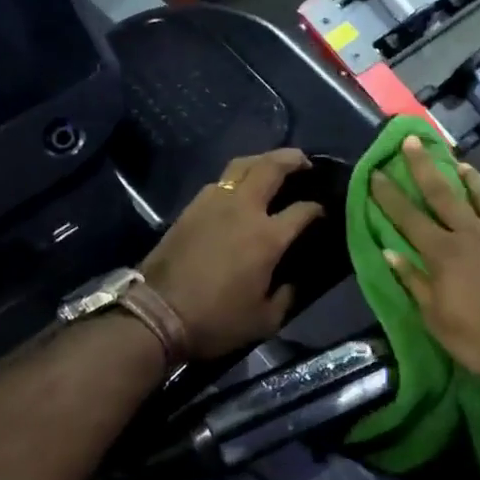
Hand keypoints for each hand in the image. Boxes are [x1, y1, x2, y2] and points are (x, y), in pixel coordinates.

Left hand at [139, 148, 325, 360]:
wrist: (157, 314)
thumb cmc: (216, 320)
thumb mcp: (264, 320)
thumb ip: (286, 296)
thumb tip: (293, 281)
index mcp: (267, 236)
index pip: (303, 209)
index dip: (317, 208)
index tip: (323, 212)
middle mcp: (243, 209)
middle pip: (271, 167)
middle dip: (293, 159)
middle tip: (304, 161)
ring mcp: (214, 203)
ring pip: (242, 166)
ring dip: (262, 161)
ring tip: (271, 166)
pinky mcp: (191, 208)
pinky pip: (220, 181)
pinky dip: (236, 178)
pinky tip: (239, 191)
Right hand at [371, 135, 479, 380]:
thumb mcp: (439, 322)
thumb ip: (415, 283)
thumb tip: (390, 252)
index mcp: (445, 254)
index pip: (409, 218)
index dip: (390, 195)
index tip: (376, 172)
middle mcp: (474, 234)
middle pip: (443, 194)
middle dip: (424, 166)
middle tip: (412, 139)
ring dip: (469, 179)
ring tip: (459, 164)